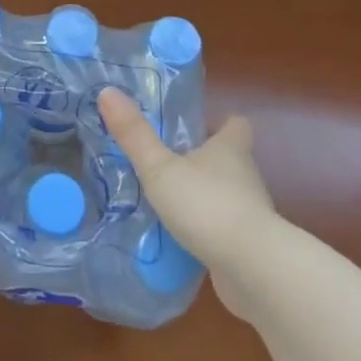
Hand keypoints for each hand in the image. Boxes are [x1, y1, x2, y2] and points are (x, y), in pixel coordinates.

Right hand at [99, 88, 274, 315]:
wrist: (252, 268)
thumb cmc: (207, 204)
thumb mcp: (160, 168)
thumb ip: (134, 134)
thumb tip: (107, 91)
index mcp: (230, 148)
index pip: (236, 124)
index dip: (218, 122)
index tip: (195, 126)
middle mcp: (246, 175)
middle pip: (229, 158)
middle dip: (203, 160)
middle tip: (167, 162)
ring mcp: (250, 213)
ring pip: (226, 194)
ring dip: (203, 196)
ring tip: (168, 201)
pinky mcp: (248, 246)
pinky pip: (225, 229)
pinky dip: (206, 230)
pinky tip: (181, 238)